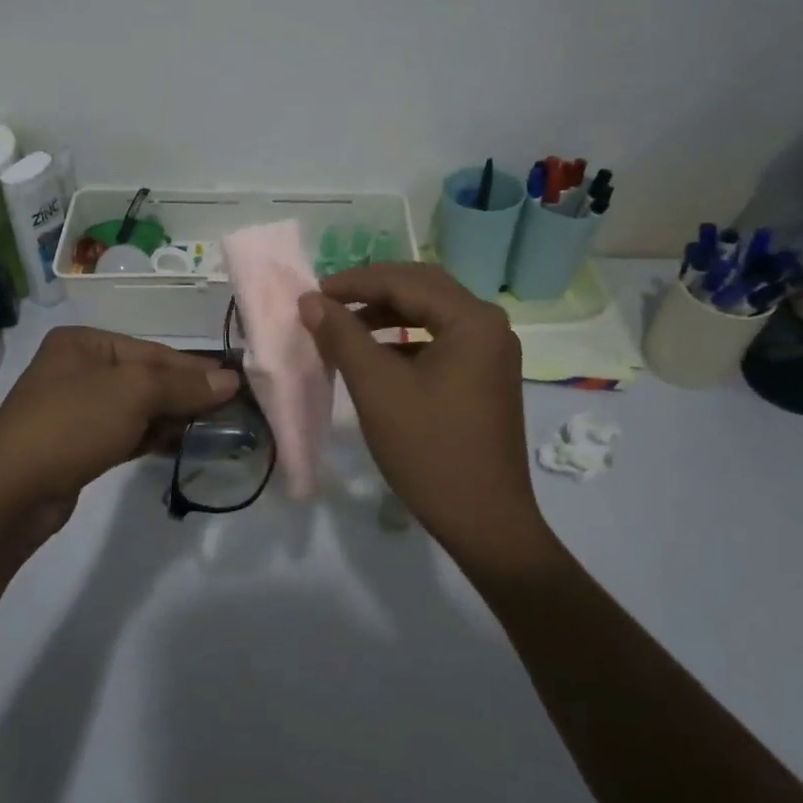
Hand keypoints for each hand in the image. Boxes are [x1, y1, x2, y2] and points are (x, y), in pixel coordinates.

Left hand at [0, 326, 238, 561]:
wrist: (8, 494)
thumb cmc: (71, 425)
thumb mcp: (133, 394)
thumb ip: (183, 384)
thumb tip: (230, 380)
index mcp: (84, 342)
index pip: (153, 351)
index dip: (195, 368)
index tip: (236, 383)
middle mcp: (78, 368)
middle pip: (146, 378)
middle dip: (185, 394)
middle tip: (230, 410)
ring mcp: (75, 408)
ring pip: (137, 407)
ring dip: (172, 417)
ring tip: (213, 429)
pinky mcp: (77, 444)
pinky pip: (125, 432)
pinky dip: (151, 436)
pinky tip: (180, 445)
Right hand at [300, 264, 550, 588]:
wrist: (484, 521)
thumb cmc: (429, 449)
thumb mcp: (377, 387)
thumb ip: (342, 336)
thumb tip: (310, 301)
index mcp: (472, 320)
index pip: (405, 281)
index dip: (355, 282)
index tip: (313, 294)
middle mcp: (489, 325)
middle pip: (422, 288)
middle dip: (372, 291)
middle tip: (328, 302)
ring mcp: (492, 352)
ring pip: (431, 313)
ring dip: (387, 314)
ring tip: (345, 326)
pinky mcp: (486, 375)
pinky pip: (441, 339)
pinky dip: (406, 339)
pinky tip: (377, 355)